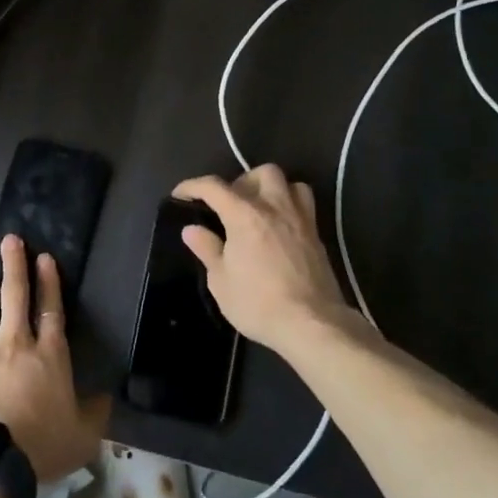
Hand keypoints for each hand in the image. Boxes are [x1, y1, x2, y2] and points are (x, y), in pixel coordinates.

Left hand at [0, 234, 109, 481]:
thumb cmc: (41, 448)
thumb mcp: (83, 436)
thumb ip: (95, 412)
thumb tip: (106, 396)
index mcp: (48, 356)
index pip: (51, 309)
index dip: (49, 281)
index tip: (43, 257)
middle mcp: (14, 345)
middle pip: (14, 297)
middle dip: (13, 266)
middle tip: (9, 240)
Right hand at [174, 165, 357, 356]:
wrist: (312, 324)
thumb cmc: (259, 303)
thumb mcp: (221, 281)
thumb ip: (207, 249)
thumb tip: (191, 229)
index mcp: (245, 214)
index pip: (213, 187)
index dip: (192, 186)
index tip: (180, 195)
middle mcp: (274, 207)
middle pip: (259, 173)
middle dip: (240, 181)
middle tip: (229, 205)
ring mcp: (300, 218)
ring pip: (288, 182)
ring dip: (270, 188)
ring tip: (259, 209)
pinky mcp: (317, 234)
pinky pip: (304, 203)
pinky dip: (289, 204)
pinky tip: (280, 226)